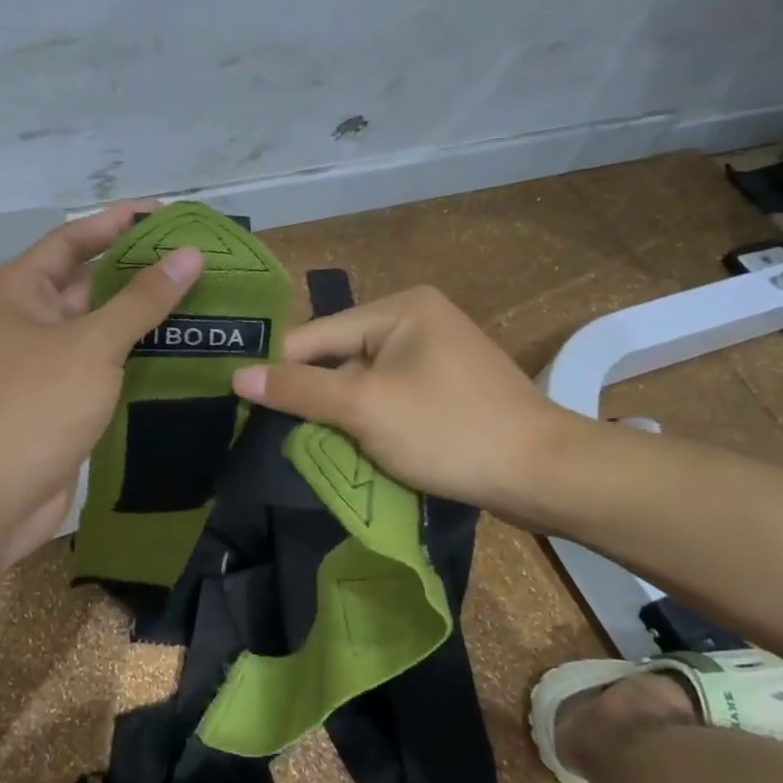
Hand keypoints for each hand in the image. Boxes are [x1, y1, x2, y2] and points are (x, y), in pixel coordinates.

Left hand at [0, 204, 203, 555]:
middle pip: (86, 283)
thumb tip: (189, 254)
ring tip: (198, 301)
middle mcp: (24, 321)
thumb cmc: (33, 405)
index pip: (72, 240)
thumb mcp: (92, 344)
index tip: (166, 214)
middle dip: (135, 271)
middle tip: (194, 261)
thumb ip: (141, 300)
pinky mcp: (55, 403)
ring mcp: (39, 365)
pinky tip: (176, 353)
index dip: (118, 223)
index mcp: (17, 291)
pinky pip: (99, 367)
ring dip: (139, 317)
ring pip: (95, 328)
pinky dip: (131, 358)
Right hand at [231, 284, 585, 517]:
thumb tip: (237, 375)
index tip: (241, 403)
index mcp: (398, 307)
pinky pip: (388, 396)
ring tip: (307, 444)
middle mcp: (415, 318)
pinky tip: (352, 446)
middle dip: (313, 396)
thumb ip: (299, 390)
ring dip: (338, 413)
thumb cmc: (449, 430)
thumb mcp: (364, 408)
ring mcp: (434, 353)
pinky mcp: (446, 387)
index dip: (279, 370)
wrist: (545, 475)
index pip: (315, 333)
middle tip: (273, 432)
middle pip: (338, 356)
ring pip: (361, 380)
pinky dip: (367, 420)